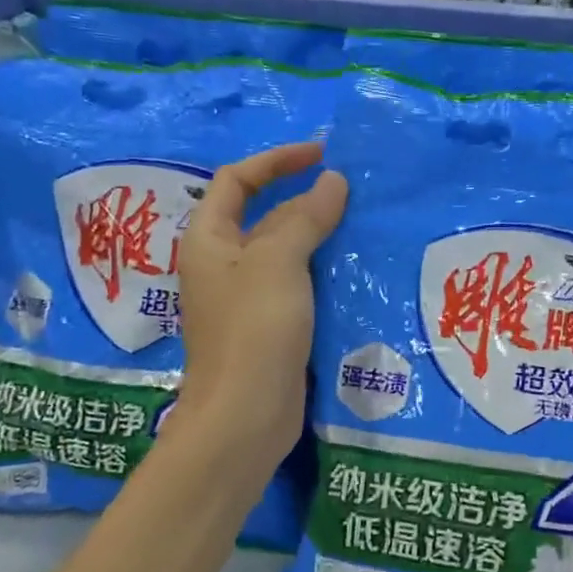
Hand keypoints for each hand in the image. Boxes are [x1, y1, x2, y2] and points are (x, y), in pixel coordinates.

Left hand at [166, 142, 347, 492]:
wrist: (244, 417)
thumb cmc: (253, 330)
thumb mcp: (278, 262)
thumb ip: (306, 217)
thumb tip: (333, 180)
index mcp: (209, 240)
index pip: (237, 180)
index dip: (276, 161)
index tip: (321, 155)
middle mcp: (223, 264)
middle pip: (263, 215)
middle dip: (304, 198)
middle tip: (353, 191)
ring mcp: (246, 298)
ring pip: (285, 251)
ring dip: (318, 234)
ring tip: (362, 223)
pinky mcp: (269, 326)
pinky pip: (297, 283)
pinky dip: (321, 268)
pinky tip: (354, 267)